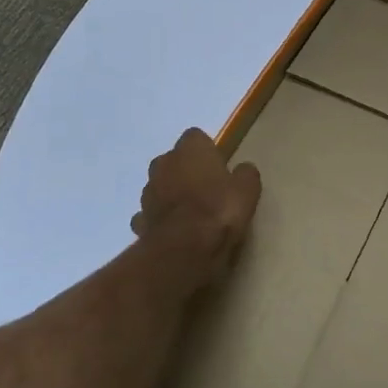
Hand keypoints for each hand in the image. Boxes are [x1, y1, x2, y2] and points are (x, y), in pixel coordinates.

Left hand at [131, 128, 261, 281]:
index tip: (220, 167)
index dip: (208, 151)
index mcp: (190, 149)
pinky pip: (151, 214)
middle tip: (207, 189)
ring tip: (191, 214)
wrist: (184, 250)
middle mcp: (163, 164)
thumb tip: (243, 170)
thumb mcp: (248, 190)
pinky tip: (175, 231)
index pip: (196, 137)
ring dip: (171, 194)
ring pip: (160, 187)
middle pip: (174, 160)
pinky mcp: (139, 220)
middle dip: (186, 171)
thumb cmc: (219, 210)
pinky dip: (160, 219)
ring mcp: (147, 192)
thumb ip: (245, 174)